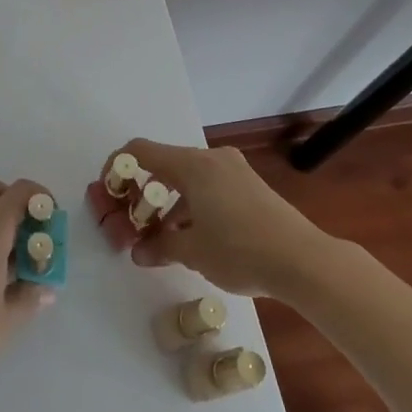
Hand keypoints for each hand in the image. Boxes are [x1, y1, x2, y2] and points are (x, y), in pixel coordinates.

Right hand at [116, 139, 329, 297]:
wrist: (304, 260)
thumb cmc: (240, 250)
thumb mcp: (194, 252)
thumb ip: (160, 247)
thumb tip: (138, 252)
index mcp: (193, 165)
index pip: (142, 151)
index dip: (118, 167)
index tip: (108, 193)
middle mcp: (211, 159)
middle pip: (164, 165)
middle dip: (143, 193)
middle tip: (133, 223)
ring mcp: (234, 171)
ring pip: (187, 178)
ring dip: (168, 203)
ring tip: (162, 239)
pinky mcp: (250, 186)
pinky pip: (209, 186)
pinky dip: (192, 205)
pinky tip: (193, 237)